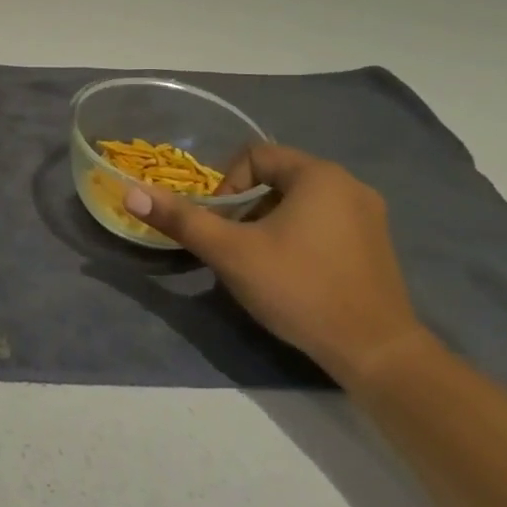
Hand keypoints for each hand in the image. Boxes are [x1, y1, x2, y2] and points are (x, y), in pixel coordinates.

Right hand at [123, 145, 432, 386]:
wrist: (375, 351)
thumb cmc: (298, 288)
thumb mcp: (229, 252)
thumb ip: (181, 219)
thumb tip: (130, 192)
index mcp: (319, 175)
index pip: (254, 156)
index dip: (225, 186)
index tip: (220, 225)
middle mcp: (350, 185)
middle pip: (276, 178)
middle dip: (244, 207)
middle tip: (233, 244)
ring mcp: (369, 216)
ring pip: (298, 202)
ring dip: (267, 222)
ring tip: (257, 260)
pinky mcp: (376, 245)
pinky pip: (322, 222)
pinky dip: (296, 236)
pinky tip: (290, 272)